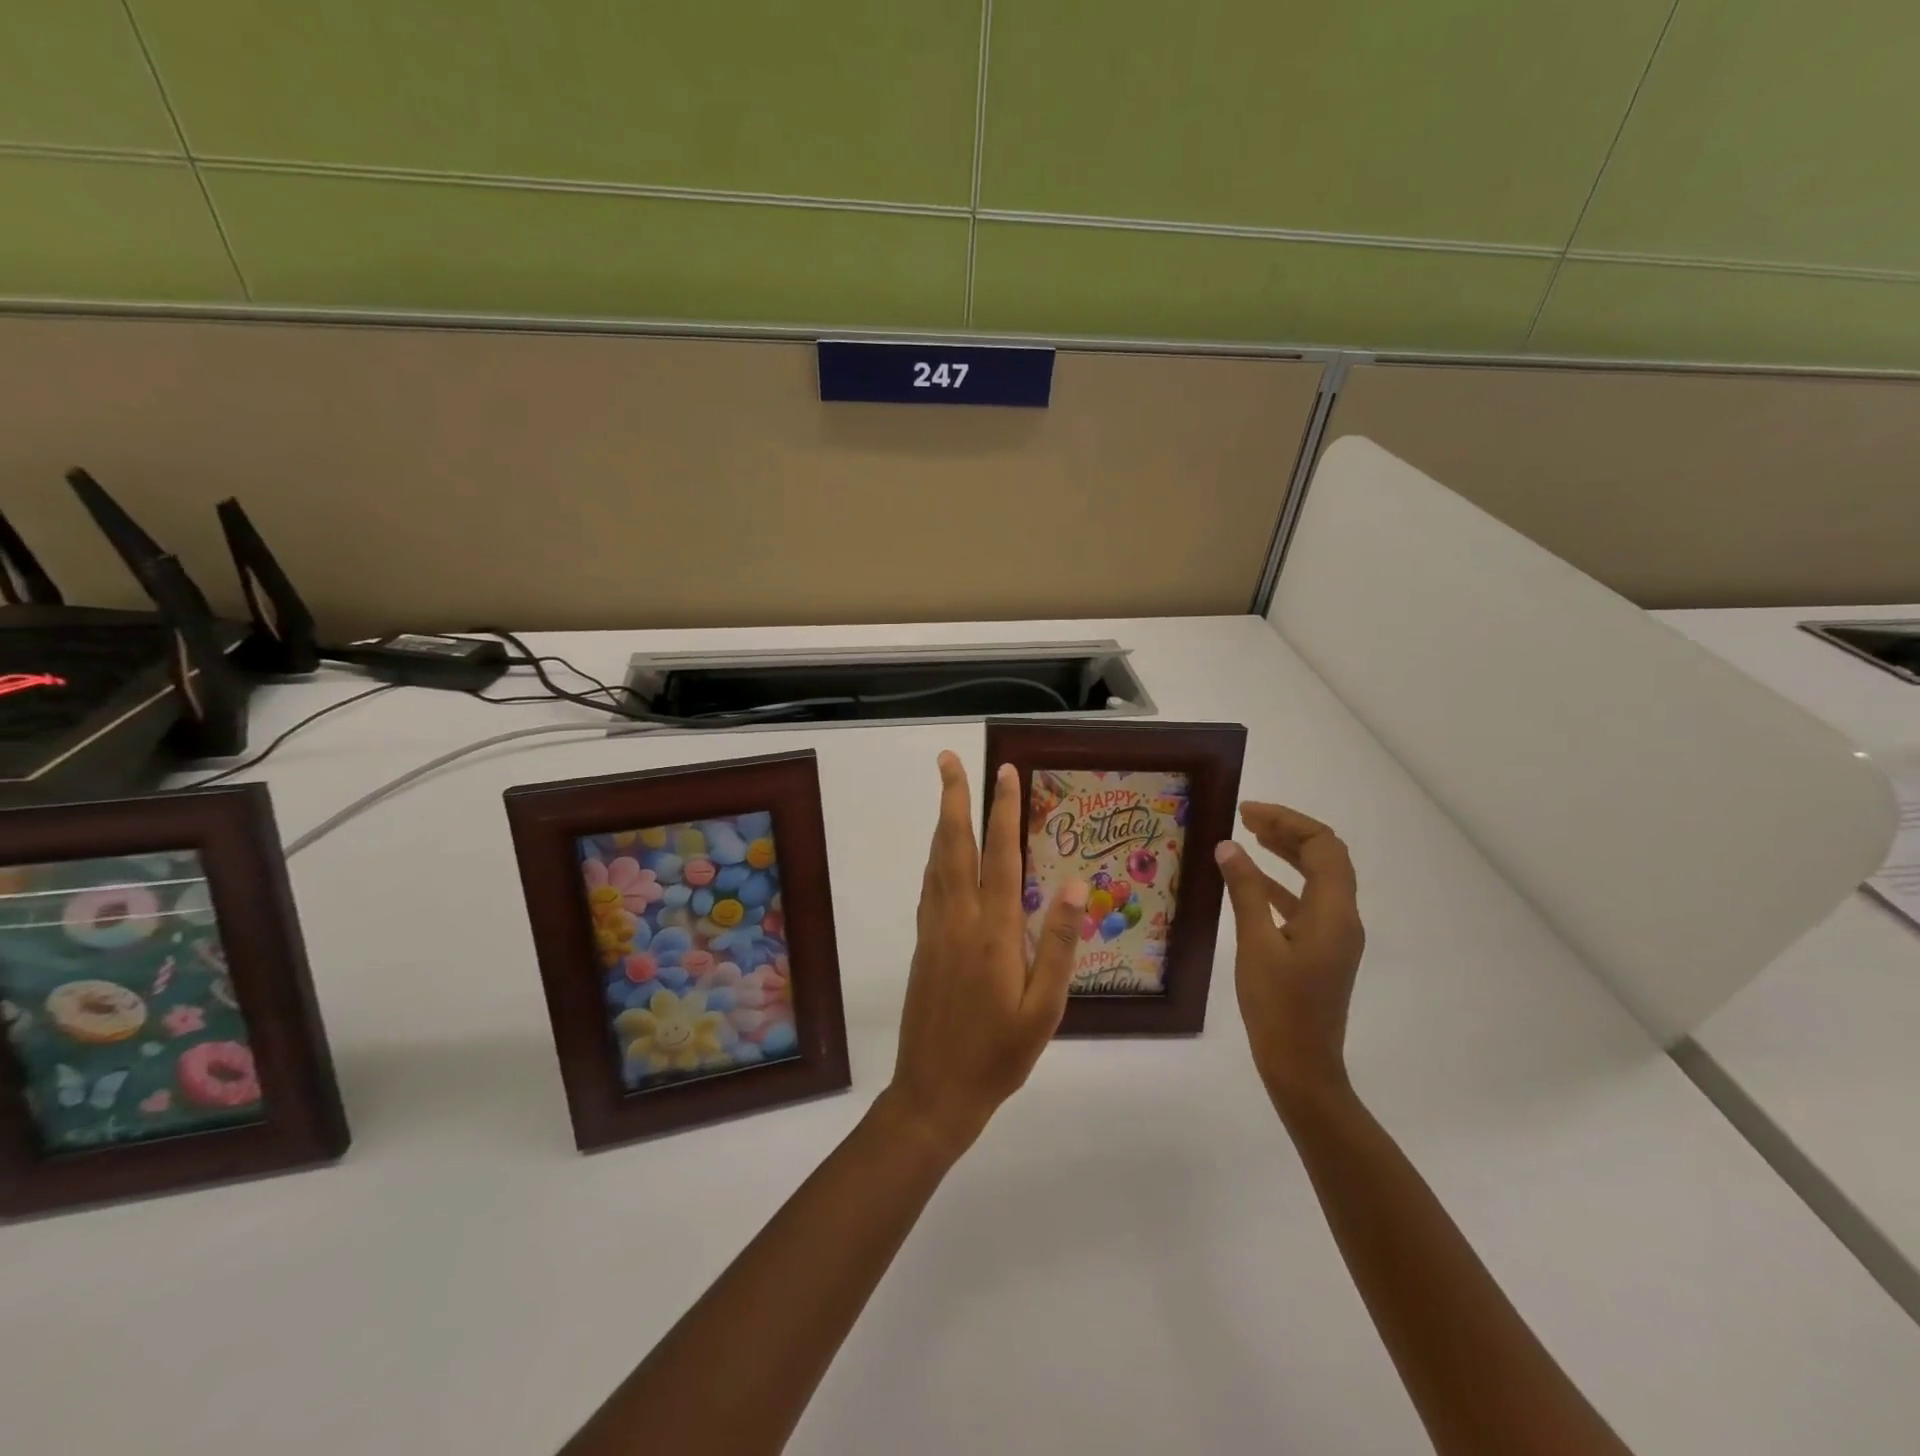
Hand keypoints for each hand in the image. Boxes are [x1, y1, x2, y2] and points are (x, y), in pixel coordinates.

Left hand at [884, 751, 1087, 1155]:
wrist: (934, 1091)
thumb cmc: (998, 1054)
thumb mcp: (1045, 1009)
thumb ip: (1059, 944)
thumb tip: (1077, 885)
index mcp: (993, 931)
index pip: (1000, 856)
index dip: (1002, 810)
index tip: (1004, 771)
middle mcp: (959, 919)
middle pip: (954, 845)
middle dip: (953, 798)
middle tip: (947, 759)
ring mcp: (935, 930)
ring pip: (936, 862)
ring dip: (941, 822)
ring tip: (946, 792)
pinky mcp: (923, 945)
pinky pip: (928, 887)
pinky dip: (934, 858)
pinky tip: (939, 854)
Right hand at [1214, 803, 1365, 1101]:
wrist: (1302, 1066)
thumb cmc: (1278, 1006)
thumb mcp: (1255, 944)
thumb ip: (1245, 891)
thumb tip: (1230, 847)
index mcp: (1334, 912)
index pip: (1323, 846)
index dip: (1288, 821)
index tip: (1247, 813)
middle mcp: (1342, 917)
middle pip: (1325, 857)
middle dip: (1288, 831)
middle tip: (1246, 818)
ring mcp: (1335, 935)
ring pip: (1317, 878)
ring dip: (1287, 853)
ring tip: (1249, 837)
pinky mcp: (1322, 950)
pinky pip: (1306, 902)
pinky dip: (1281, 883)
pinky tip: (1252, 881)